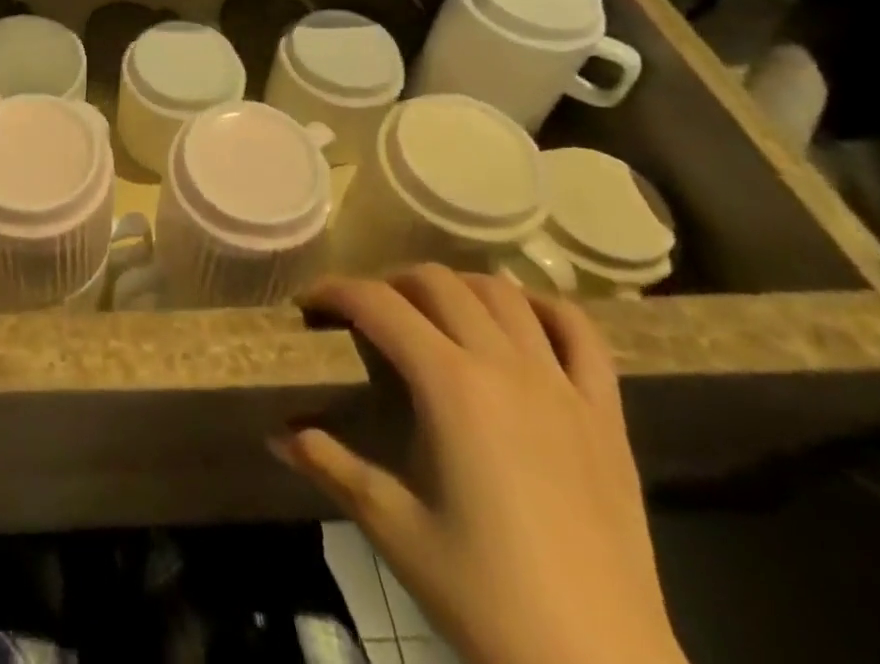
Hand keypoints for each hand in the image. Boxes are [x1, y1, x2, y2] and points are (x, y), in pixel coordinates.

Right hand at [274, 267, 684, 663]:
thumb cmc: (486, 598)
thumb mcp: (393, 529)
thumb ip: (331, 466)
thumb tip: (273, 436)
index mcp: (449, 385)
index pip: (377, 304)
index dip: (334, 291)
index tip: (309, 304)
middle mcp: (504, 365)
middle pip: (437, 282)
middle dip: (389, 284)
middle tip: (367, 316)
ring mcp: (562, 384)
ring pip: (502, 292)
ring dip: (458, 287)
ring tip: (433, 312)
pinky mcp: (606, 413)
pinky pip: (581, 332)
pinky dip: (545, 308)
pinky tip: (520, 320)